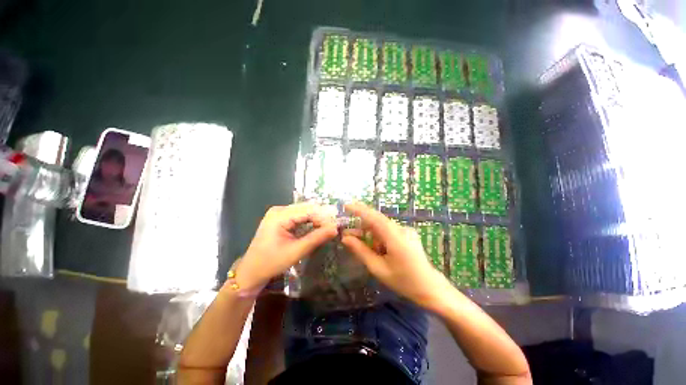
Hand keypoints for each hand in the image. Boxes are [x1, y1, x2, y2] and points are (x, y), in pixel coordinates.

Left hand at [234, 203, 338, 290]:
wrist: (252, 270)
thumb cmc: (272, 262)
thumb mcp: (296, 251)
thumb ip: (316, 238)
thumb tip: (335, 229)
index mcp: (280, 215)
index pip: (308, 210)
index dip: (325, 217)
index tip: (340, 226)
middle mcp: (279, 210)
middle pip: (306, 209)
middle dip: (322, 217)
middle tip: (338, 227)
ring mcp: (277, 215)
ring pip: (303, 213)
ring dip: (316, 220)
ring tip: (331, 229)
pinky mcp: (278, 221)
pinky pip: (297, 218)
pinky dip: (308, 223)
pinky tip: (318, 229)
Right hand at [341, 203, 450, 308]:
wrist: (427, 286)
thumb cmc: (402, 280)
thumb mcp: (378, 268)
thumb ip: (361, 251)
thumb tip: (345, 238)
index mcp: (396, 238)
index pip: (375, 218)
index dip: (359, 210)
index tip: (345, 205)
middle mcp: (403, 230)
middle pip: (378, 222)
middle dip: (361, 226)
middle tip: (346, 235)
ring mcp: (407, 232)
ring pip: (383, 228)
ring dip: (370, 234)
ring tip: (360, 247)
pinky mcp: (409, 237)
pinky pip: (390, 233)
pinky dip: (379, 239)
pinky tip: (376, 251)